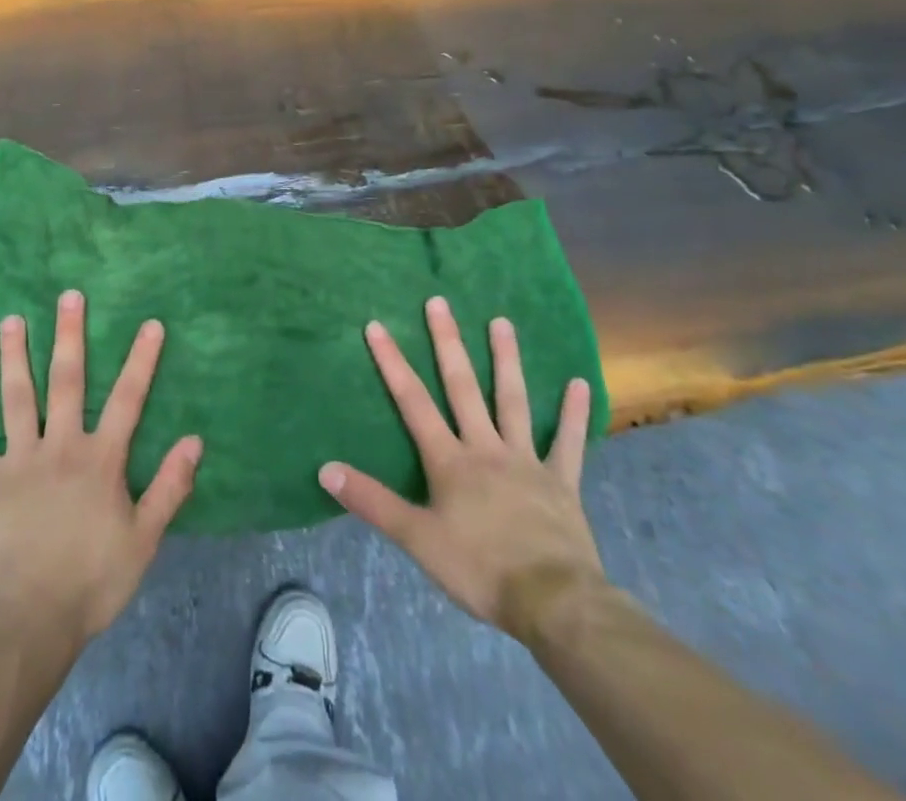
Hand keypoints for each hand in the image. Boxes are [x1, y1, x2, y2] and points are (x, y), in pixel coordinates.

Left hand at [0, 289, 202, 645]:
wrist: (27, 624)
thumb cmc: (91, 582)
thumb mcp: (144, 540)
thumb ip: (169, 487)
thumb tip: (195, 440)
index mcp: (100, 460)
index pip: (127, 399)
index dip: (141, 360)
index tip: (150, 323)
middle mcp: (59, 447)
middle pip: (66, 382)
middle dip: (69, 336)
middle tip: (68, 296)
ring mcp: (18, 461)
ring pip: (16, 398)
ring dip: (14, 356)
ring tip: (12, 319)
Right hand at [318, 297, 602, 631]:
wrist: (553, 602)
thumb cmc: (480, 568)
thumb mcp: (416, 539)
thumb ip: (372, 502)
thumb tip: (325, 469)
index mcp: (449, 461)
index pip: (413, 402)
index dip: (393, 362)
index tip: (377, 325)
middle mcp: (485, 448)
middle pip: (463, 387)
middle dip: (448, 343)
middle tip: (440, 302)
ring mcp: (526, 460)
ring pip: (514, 402)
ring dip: (506, 360)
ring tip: (501, 321)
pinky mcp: (561, 482)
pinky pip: (568, 443)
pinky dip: (573, 414)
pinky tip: (580, 384)